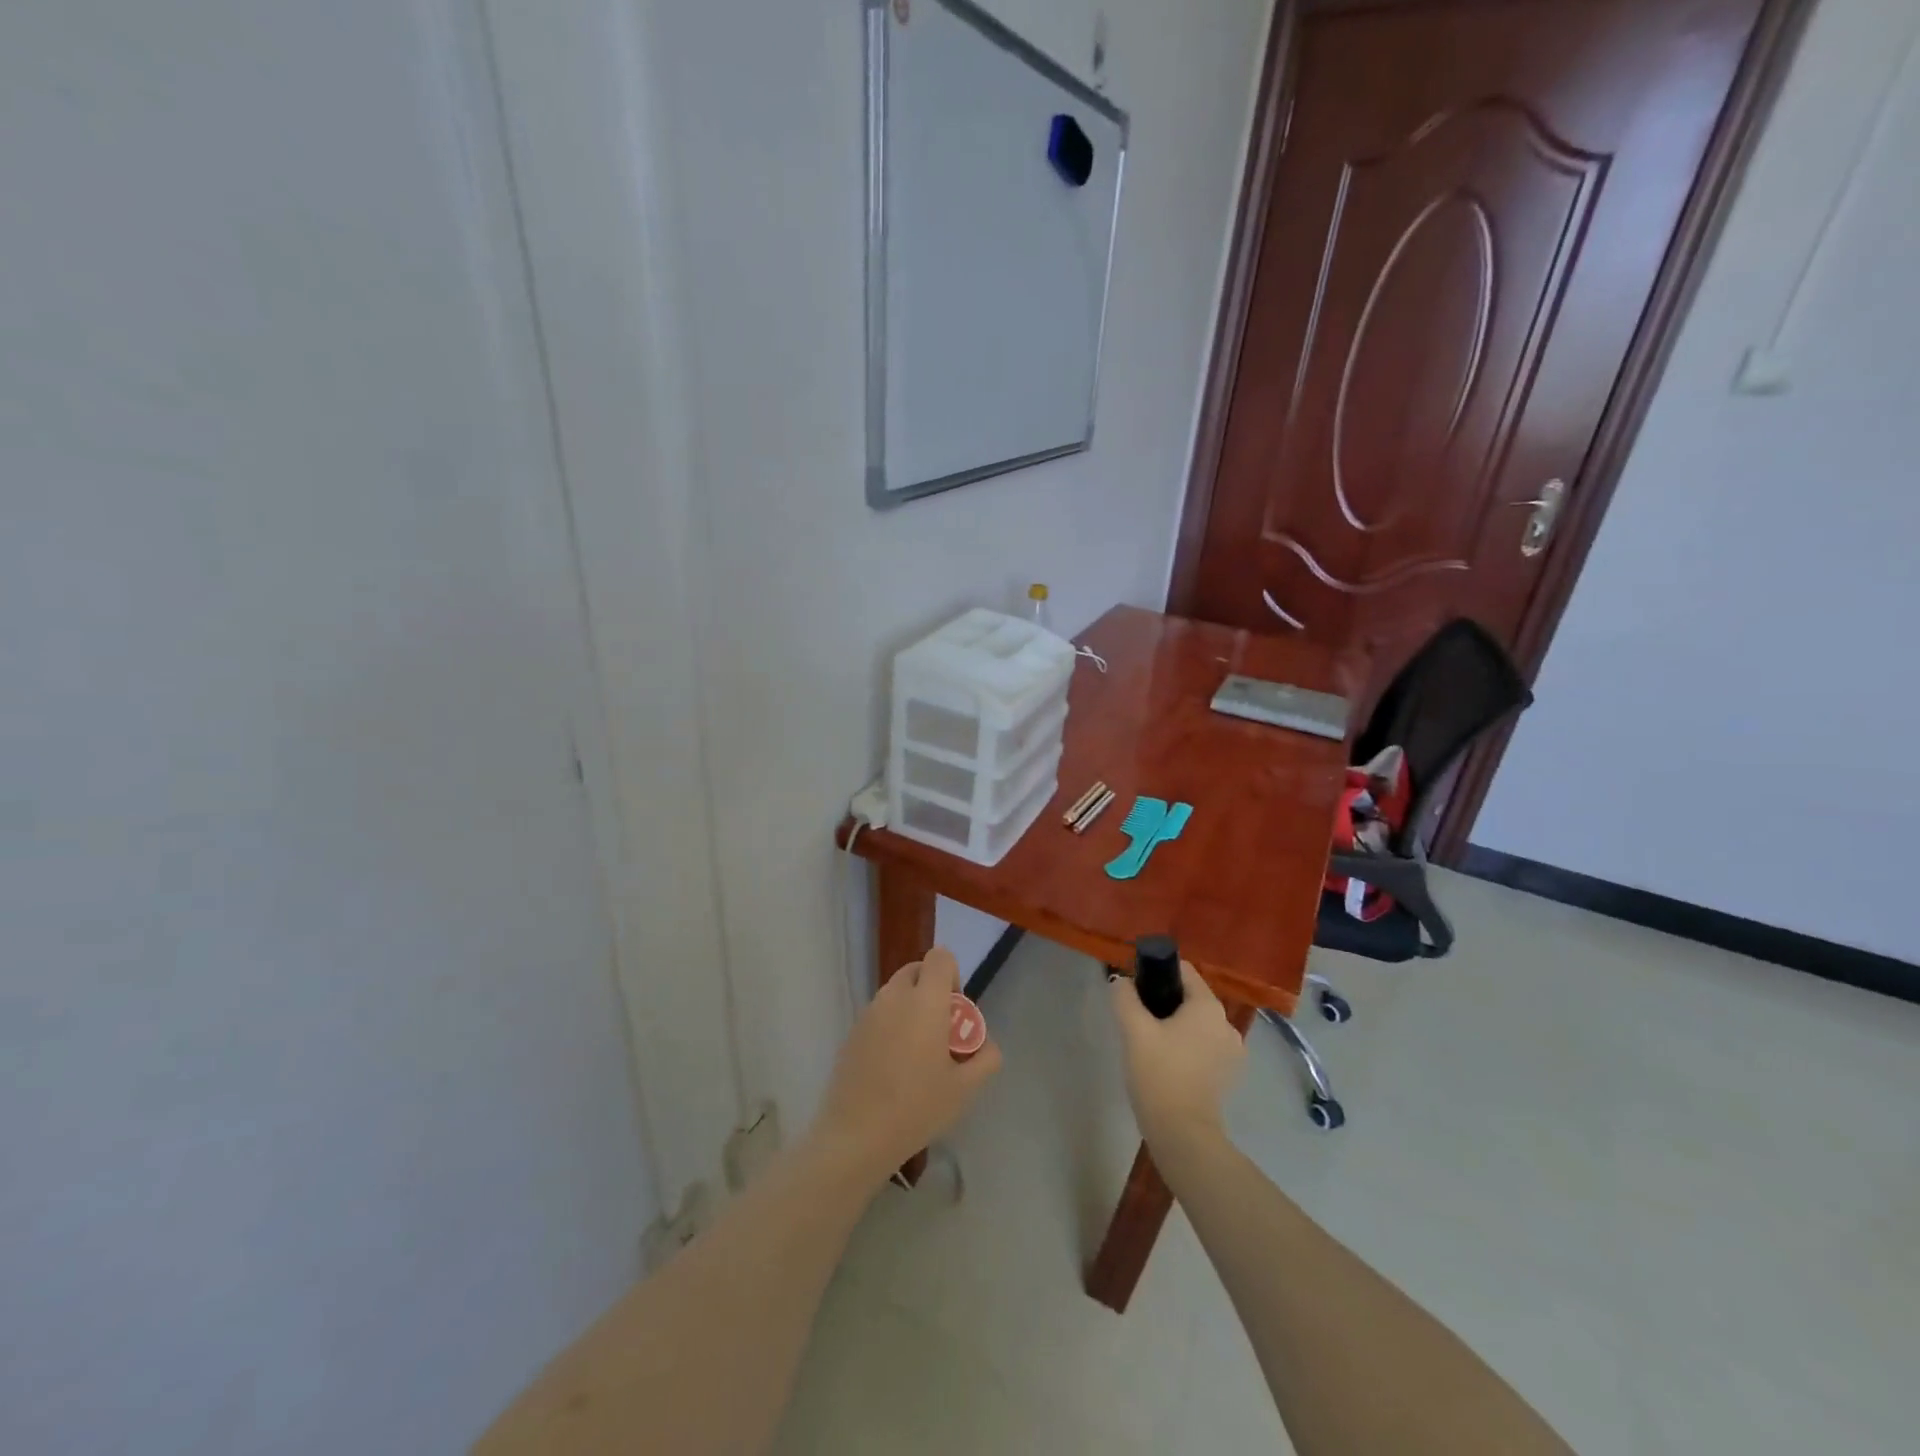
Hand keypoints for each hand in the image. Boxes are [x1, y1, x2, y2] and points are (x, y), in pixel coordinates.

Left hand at [813, 947, 1001, 1186]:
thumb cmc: (917, 1107)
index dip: (952, 975)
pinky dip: (890, 1026)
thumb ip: (986, 1058)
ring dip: (910, 1008)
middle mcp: (894, 997)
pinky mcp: (851, 1033)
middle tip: (939, 1030)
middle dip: (931, 989)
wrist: (857, 1136)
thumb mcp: (965, 1088)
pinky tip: (892, 1068)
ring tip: (916, 1054)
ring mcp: (868, 1013)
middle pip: (915, 971)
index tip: (955, 1011)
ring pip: (895, 993)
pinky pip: (878, 1015)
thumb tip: (986, 1044)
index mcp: (925, 1001)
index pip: (940, 957)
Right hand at [1110, 960, 1244, 1151]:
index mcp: (1208, 1006)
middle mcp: (1227, 1023)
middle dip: (1164, 1002)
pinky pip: (1204, 1045)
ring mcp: (1232, 1051)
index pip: (1183, 971)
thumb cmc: (1159, 1074)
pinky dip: (1187, 1046)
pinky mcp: (1229, 1074)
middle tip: (1137, 1020)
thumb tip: (1122, 981)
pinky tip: (1167, 1062)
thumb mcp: (1134, 1030)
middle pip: (1190, 997)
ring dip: (1175, 1025)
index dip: (1157, 972)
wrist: (1182, 1133)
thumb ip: (1125, 997)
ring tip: (1149, 1044)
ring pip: (1197, 1023)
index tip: (1136, 989)